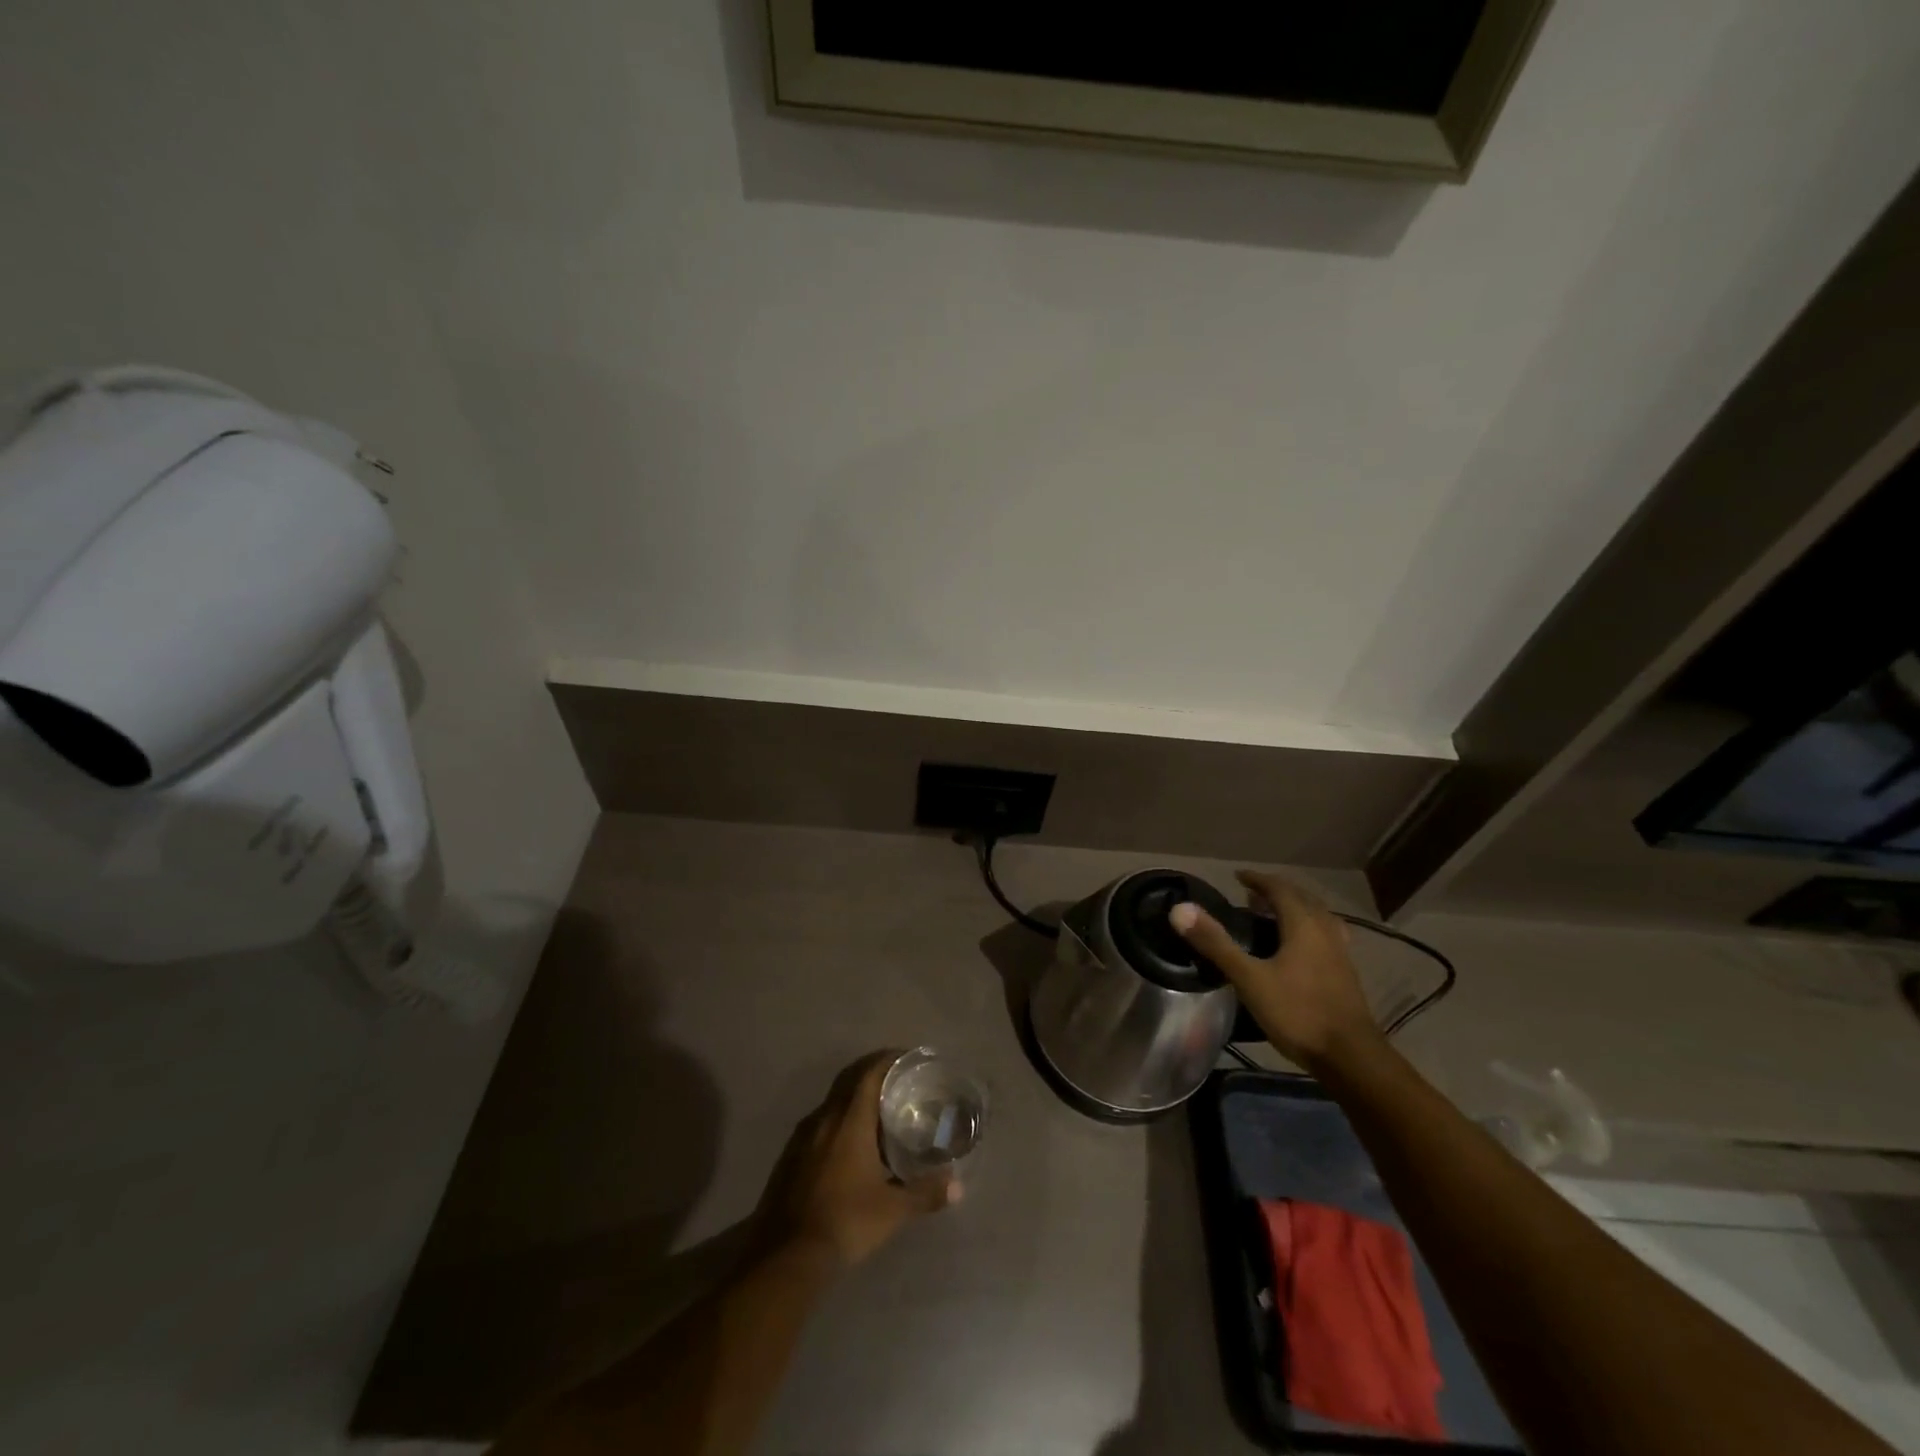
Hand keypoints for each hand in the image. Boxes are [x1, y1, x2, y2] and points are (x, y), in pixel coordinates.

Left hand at [755, 1050, 957, 1270]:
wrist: (785, 1257)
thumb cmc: (845, 1222)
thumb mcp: (892, 1210)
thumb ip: (925, 1194)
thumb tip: (957, 1186)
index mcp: (849, 1120)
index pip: (869, 1073)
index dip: (888, 1060)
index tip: (908, 1058)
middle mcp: (824, 1118)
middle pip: (849, 1081)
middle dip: (873, 1073)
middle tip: (898, 1080)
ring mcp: (802, 1137)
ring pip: (832, 1103)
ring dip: (854, 1098)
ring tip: (878, 1111)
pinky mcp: (790, 1157)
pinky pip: (819, 1124)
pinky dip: (838, 1121)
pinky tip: (849, 1145)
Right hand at [1170, 871, 1382, 1072]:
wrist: (1351, 1058)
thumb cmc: (1297, 1012)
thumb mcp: (1249, 978)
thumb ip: (1216, 943)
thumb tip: (1180, 909)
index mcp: (1304, 925)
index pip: (1280, 889)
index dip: (1258, 879)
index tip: (1237, 877)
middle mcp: (1325, 931)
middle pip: (1302, 899)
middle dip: (1276, 892)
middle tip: (1250, 895)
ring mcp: (1339, 953)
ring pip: (1317, 917)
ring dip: (1294, 909)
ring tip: (1271, 917)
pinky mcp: (1345, 974)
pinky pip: (1324, 936)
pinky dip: (1306, 929)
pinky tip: (1296, 949)